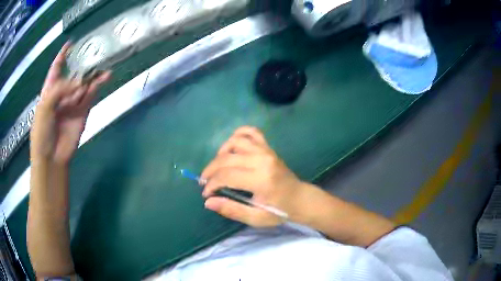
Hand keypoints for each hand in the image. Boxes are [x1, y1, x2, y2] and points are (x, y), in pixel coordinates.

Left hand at [30, 43, 110, 164]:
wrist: (52, 157)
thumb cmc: (42, 131)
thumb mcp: (44, 106)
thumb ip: (60, 89)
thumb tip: (80, 81)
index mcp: (49, 90)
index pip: (56, 68)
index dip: (62, 55)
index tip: (71, 43)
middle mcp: (62, 93)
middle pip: (73, 73)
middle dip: (82, 61)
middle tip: (94, 48)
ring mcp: (73, 102)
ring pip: (84, 82)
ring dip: (93, 72)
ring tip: (104, 60)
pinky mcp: (83, 111)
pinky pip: (91, 95)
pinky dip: (98, 85)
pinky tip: (106, 76)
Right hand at [201, 126, 309, 227]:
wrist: (300, 198)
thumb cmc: (279, 211)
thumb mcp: (256, 218)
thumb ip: (232, 210)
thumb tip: (208, 202)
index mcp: (260, 180)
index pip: (226, 176)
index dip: (211, 184)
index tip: (206, 193)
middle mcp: (262, 160)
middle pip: (226, 158)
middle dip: (210, 170)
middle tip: (205, 182)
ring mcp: (266, 150)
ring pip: (235, 141)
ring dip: (221, 152)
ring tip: (218, 166)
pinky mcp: (268, 147)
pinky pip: (251, 131)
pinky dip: (238, 135)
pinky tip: (232, 147)